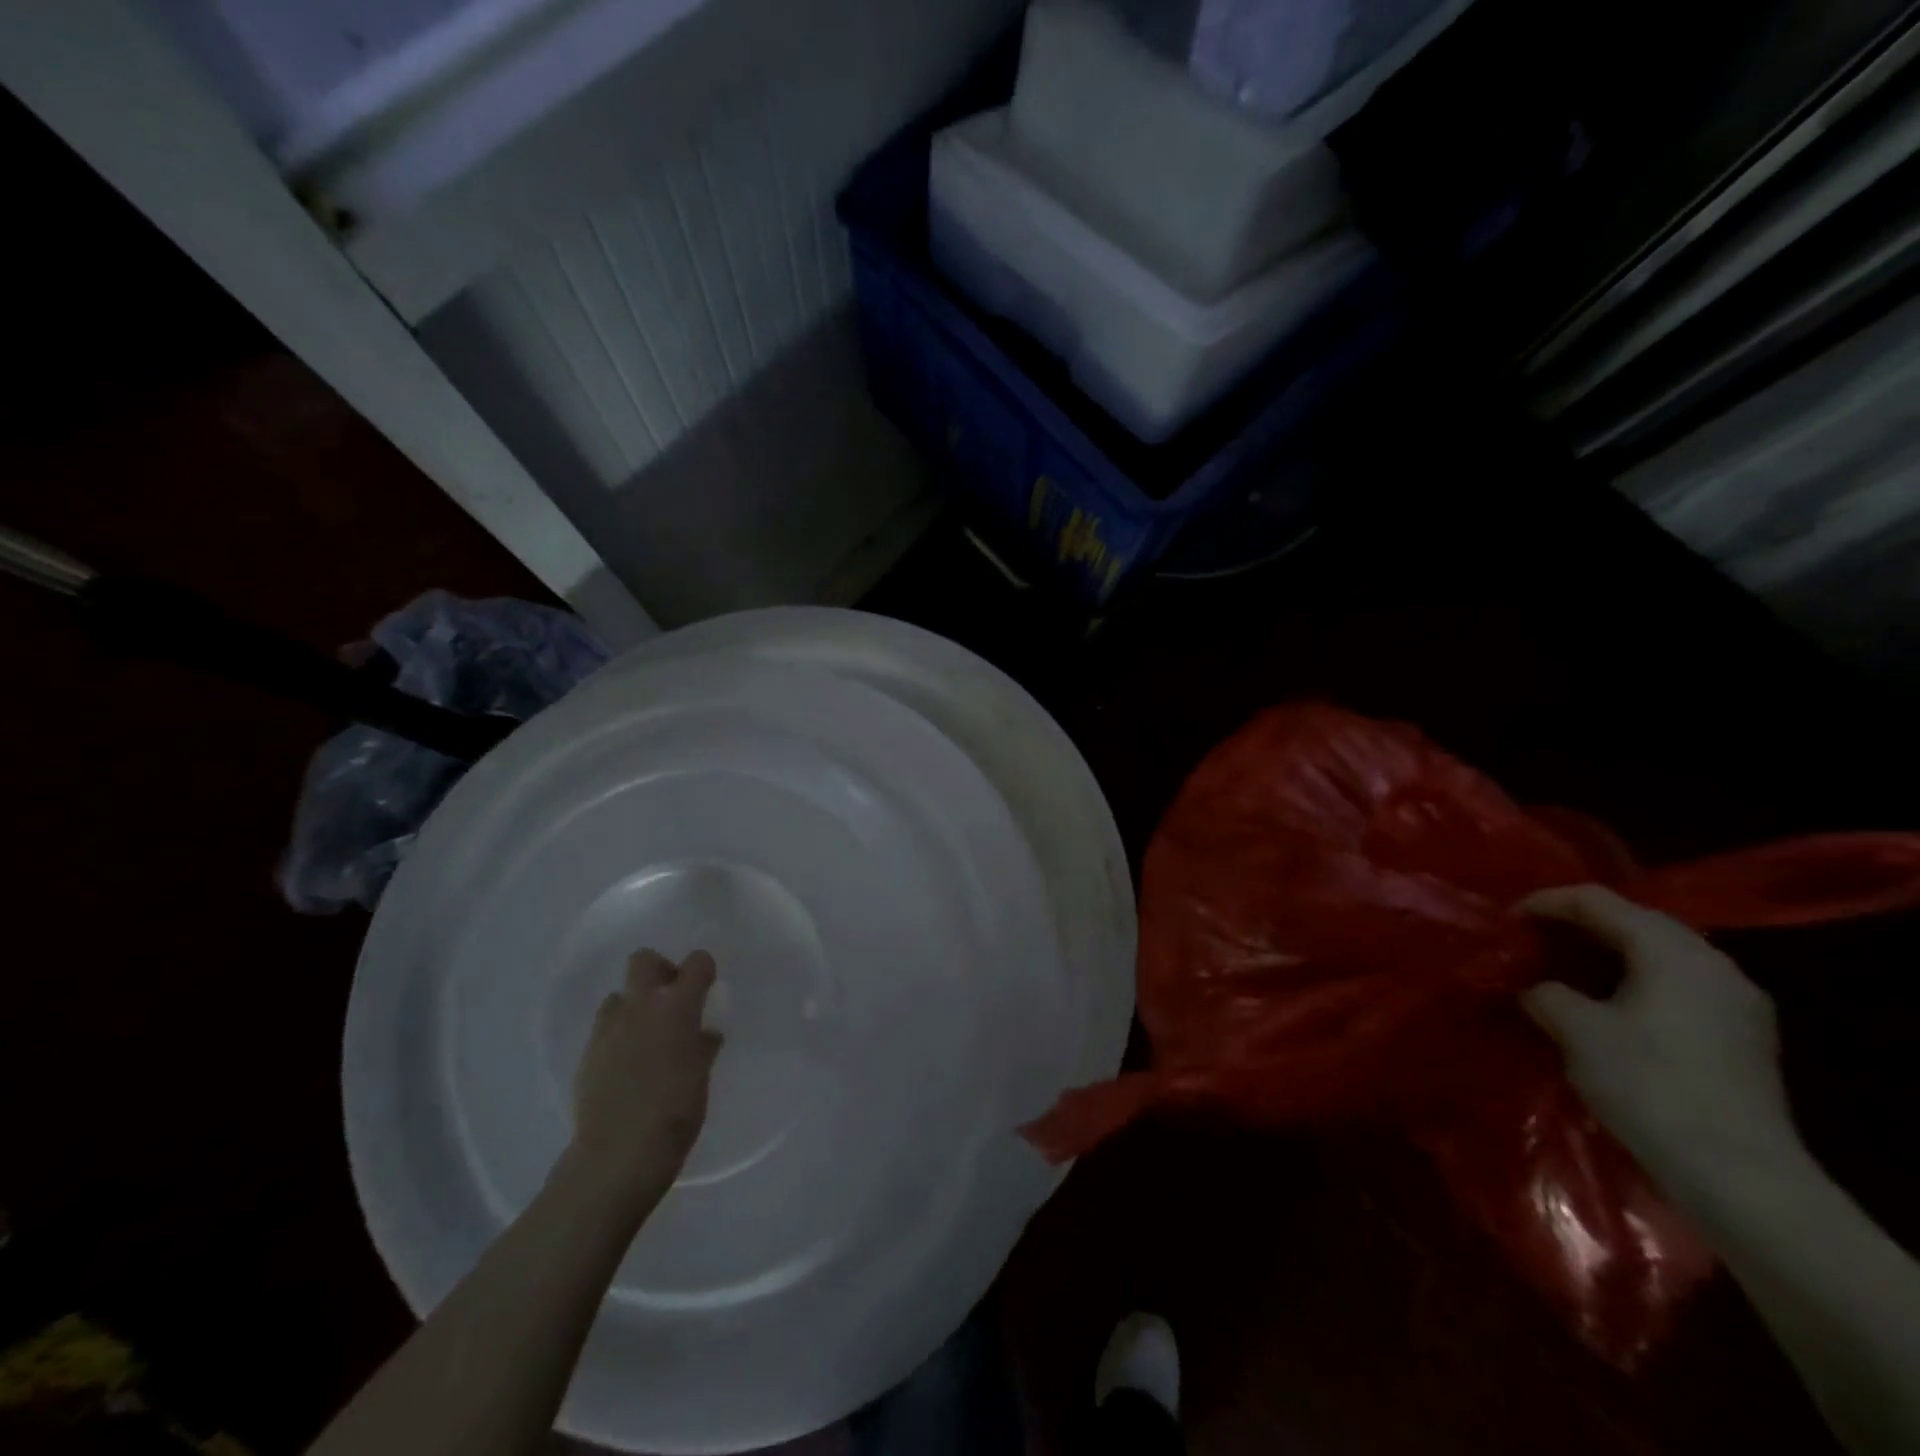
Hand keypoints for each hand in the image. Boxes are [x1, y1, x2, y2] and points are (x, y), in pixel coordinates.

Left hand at [569, 949, 722, 1210]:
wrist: (618, 1154)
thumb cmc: (675, 1112)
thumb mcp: (701, 1077)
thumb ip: (702, 1047)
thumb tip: (705, 1034)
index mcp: (677, 1007)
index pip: (696, 963)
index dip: (703, 969)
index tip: (707, 986)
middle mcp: (641, 1007)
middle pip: (644, 960)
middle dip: (659, 971)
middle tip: (671, 999)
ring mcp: (609, 1029)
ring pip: (618, 995)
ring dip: (633, 1005)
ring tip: (646, 1034)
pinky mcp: (587, 1054)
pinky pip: (604, 1029)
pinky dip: (618, 1036)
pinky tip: (627, 1064)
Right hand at [1521, 886, 1796, 1200]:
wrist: (1740, 1177)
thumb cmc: (1649, 1086)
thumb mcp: (1576, 1030)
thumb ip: (1547, 993)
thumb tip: (1536, 987)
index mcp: (1672, 951)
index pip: (1598, 902)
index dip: (1545, 902)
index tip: (1506, 920)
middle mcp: (1713, 964)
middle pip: (1637, 921)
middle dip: (1580, 924)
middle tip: (1534, 938)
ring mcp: (1738, 1002)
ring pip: (1661, 954)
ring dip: (1610, 953)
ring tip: (1565, 968)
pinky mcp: (1744, 1037)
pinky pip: (1679, 985)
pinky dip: (1636, 980)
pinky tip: (1609, 1004)